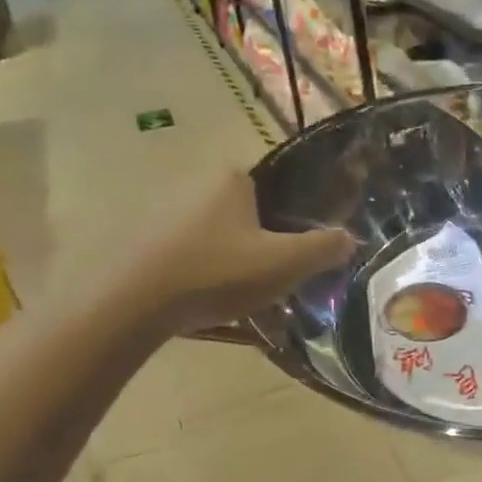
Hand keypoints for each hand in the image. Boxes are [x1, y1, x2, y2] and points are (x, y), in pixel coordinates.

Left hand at [123, 171, 354, 333]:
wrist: (131, 302)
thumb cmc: (217, 272)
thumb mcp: (284, 263)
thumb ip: (323, 248)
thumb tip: (350, 238)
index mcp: (232, 179)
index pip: (276, 187)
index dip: (292, 218)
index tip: (298, 250)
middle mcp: (195, 184)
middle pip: (246, 213)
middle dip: (262, 241)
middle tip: (275, 277)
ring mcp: (163, 212)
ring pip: (215, 235)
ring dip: (230, 259)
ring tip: (242, 294)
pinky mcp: (140, 240)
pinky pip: (187, 252)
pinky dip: (200, 271)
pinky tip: (205, 299)